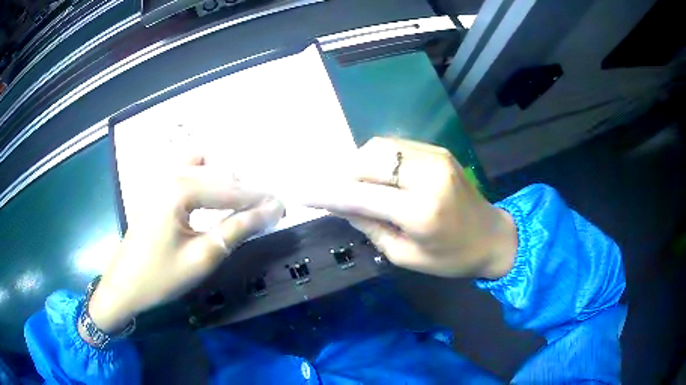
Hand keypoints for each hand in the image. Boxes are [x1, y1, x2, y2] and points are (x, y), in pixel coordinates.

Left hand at [83, 156, 283, 335]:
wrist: (124, 285)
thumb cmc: (161, 277)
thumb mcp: (203, 257)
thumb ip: (237, 229)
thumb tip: (271, 210)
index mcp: (180, 188)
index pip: (232, 189)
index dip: (261, 199)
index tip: (284, 208)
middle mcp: (172, 173)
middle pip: (220, 173)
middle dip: (246, 191)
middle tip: (265, 213)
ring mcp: (162, 178)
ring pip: (205, 166)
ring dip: (226, 181)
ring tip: (240, 205)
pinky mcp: (158, 188)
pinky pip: (188, 170)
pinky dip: (206, 176)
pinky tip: (211, 195)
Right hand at [302, 137, 516, 278]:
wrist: (493, 236)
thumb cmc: (451, 258)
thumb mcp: (406, 255)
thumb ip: (369, 226)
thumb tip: (339, 204)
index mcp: (420, 211)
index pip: (360, 194)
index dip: (327, 193)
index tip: (302, 194)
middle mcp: (427, 175)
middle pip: (368, 159)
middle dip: (342, 173)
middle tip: (332, 191)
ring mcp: (435, 156)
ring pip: (379, 146)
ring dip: (358, 163)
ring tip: (353, 184)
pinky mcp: (438, 150)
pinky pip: (395, 146)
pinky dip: (377, 158)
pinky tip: (376, 175)